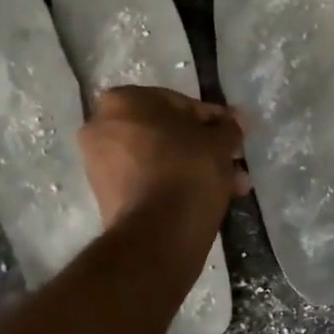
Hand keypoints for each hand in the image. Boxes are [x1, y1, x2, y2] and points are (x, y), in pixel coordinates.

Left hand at [78, 87, 249, 233]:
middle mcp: (102, 125)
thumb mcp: (220, 142)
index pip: (181, 103)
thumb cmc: (188, 171)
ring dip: (193, 168)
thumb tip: (233, 122)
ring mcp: (98, 162)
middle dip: (204, 148)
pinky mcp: (105, 195)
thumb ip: (228, 127)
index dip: (214, 121)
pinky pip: (147, 179)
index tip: (235, 137)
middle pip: (167, 132)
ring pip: (159, 158)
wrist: (157, 233)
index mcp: (124, 100)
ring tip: (229, 187)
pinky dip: (173, 184)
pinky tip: (204, 197)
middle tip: (232, 163)